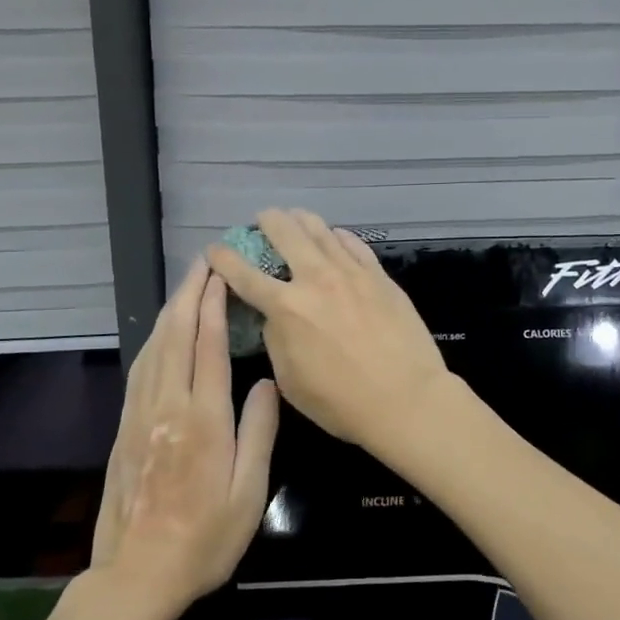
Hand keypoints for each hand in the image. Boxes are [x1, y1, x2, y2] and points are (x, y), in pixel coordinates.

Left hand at [91, 258, 279, 615]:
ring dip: (170, 311)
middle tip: (203, 263)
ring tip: (186, 286)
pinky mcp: (125, 427)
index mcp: (203, 419)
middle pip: (176, 336)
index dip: (214, 305)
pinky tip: (160, 332)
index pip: (208, 346)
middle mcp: (168, 406)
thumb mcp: (249, 492)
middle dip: (189, 295)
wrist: (137, 576)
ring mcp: (141, 415)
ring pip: (154, 348)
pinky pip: (139, 369)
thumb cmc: (205, 539)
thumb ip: (259, 431)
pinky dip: (152, 340)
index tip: (221, 274)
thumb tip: (268, 382)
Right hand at [205, 209, 450, 454]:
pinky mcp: (379, 275)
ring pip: (321, 230)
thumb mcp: (290, 379)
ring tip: (294, 217)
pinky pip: (353, 244)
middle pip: (285, 232)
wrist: (405, 398)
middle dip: (267, 221)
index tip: (214, 249)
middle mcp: (316, 278)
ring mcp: (351, 272)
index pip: (244, 273)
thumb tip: (275, 316)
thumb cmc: (341, 402)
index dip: (223, 258)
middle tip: (261, 220)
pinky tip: (334, 236)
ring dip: (301, 220)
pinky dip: (338, 236)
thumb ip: (276, 339)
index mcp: (286, 307)